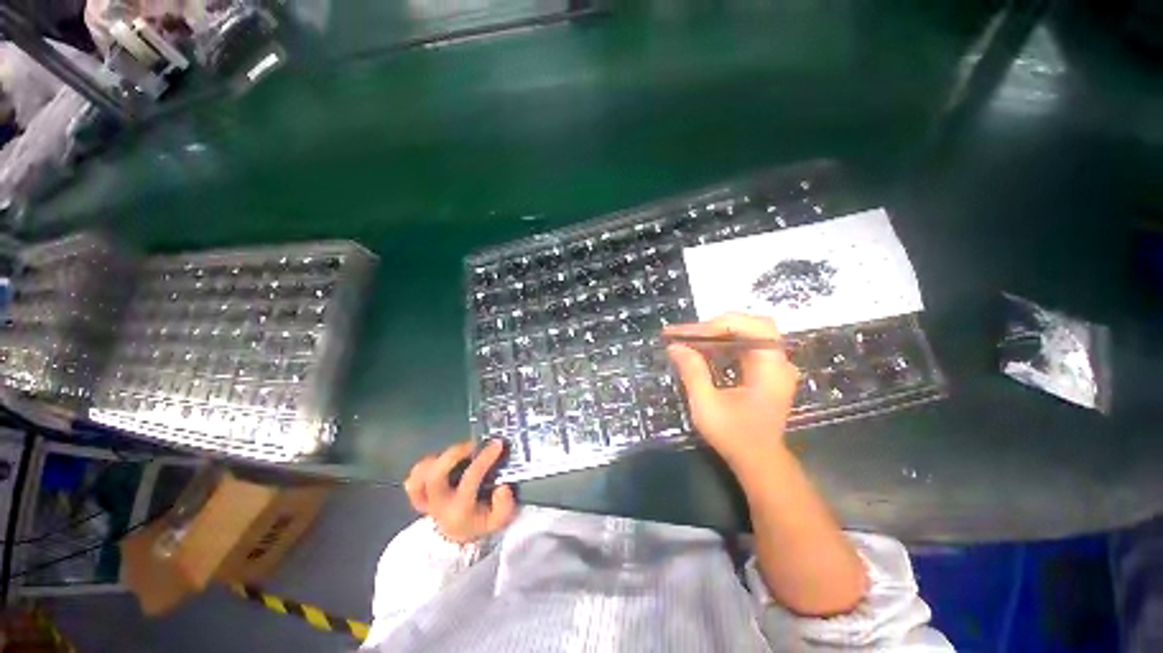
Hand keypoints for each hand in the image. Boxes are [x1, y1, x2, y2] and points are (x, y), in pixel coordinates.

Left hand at [403, 440, 517, 543]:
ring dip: (438, 458)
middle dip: (454, 453)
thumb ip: (504, 506)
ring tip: (458, 452)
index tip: (497, 444)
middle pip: (436, 474)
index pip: (470, 477)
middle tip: (472, 445)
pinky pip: (413, 478)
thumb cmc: (481, 522)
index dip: (485, 457)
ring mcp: (425, 500)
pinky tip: (442, 461)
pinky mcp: (419, 495)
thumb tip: (502, 487)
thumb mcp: (499, 520)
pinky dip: (425, 465)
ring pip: (420, 475)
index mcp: (460, 510)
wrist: (459, 537)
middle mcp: (439, 504)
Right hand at [664, 313, 798, 466]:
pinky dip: (722, 343)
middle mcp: (778, 362)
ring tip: (689, 338)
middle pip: (751, 325)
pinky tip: (703, 349)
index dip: (721, 325)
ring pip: (747, 333)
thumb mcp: (707, 405)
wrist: (758, 461)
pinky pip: (744, 345)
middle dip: (716, 325)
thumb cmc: (734, 436)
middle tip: (687, 334)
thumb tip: (675, 346)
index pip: (755, 327)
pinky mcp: (765, 370)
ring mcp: (773, 365)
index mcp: (772, 369)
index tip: (691, 335)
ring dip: (717, 333)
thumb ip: (692, 372)